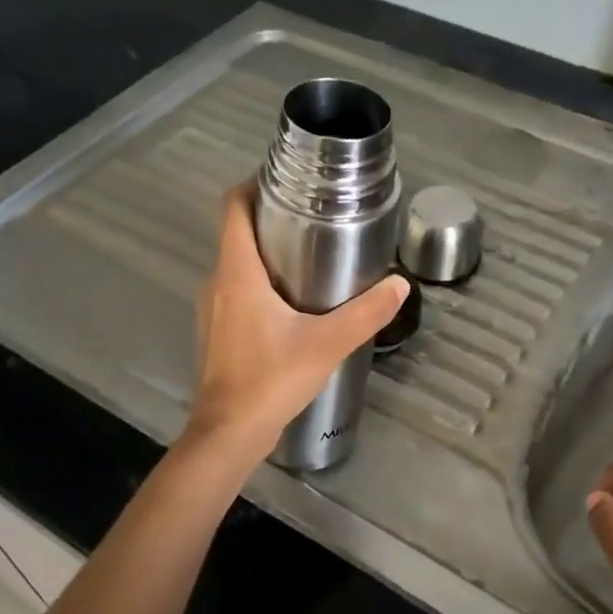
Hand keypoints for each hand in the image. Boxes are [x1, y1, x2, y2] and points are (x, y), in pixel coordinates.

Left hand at [184, 183, 407, 461]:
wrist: (229, 433)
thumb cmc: (271, 381)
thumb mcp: (326, 344)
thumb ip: (366, 314)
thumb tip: (400, 285)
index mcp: (237, 274)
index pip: (233, 207)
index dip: (254, 185)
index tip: (287, 181)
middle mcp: (217, 283)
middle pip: (237, 233)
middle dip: (271, 218)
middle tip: (314, 218)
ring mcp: (212, 309)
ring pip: (237, 264)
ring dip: (266, 253)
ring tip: (310, 257)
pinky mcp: (217, 332)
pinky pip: (236, 291)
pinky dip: (260, 283)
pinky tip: (292, 304)